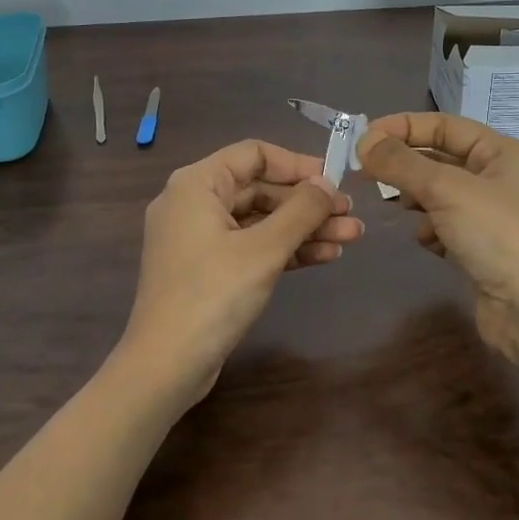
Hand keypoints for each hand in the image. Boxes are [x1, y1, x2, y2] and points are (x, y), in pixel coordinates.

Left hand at [114, 140, 362, 407]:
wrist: (167, 365)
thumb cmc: (213, 295)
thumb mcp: (264, 249)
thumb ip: (300, 211)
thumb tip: (327, 184)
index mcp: (196, 184)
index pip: (253, 155)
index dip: (297, 164)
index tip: (334, 181)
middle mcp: (193, 203)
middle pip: (259, 189)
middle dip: (307, 203)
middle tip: (350, 215)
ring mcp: (198, 238)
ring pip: (259, 221)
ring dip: (303, 228)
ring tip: (351, 237)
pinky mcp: (207, 269)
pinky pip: (250, 246)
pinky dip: (284, 249)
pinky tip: (324, 255)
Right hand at [357, 113, 518, 373]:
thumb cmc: (499, 236)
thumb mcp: (446, 189)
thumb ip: (401, 163)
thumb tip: (364, 142)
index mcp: (499, 152)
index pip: (442, 125)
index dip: (402, 127)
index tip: (362, 140)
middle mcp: (496, 178)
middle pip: (437, 158)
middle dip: (404, 165)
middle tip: (365, 173)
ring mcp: (489, 215)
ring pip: (436, 194)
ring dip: (416, 199)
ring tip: (402, 207)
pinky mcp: (479, 248)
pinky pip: (442, 226)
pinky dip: (431, 231)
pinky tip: (432, 244)